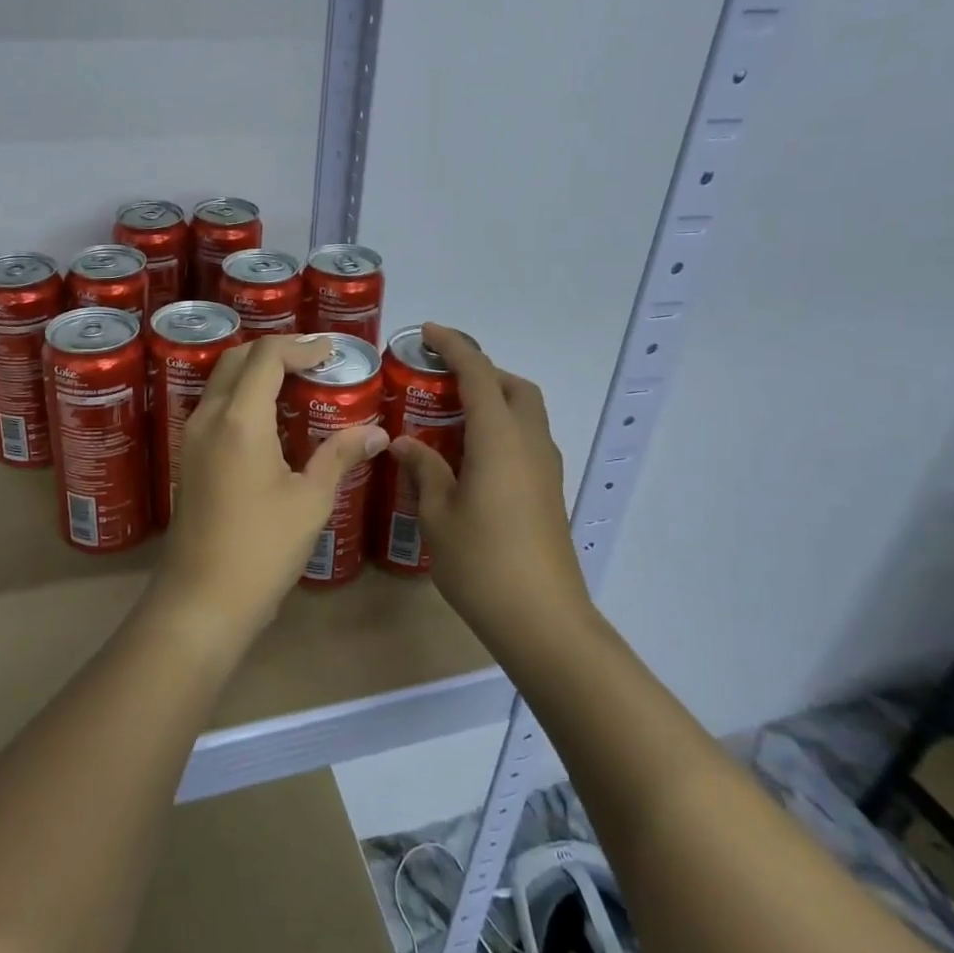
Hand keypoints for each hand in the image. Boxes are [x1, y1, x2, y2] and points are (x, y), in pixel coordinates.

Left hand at [156, 335, 389, 647]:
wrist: (201, 600)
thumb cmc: (261, 549)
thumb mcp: (310, 501)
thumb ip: (340, 456)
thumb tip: (377, 433)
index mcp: (240, 420)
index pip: (266, 356)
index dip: (301, 346)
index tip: (332, 351)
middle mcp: (209, 417)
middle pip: (237, 359)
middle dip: (276, 351)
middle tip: (315, 362)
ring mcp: (192, 437)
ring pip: (222, 381)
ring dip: (256, 371)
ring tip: (297, 383)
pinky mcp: (189, 457)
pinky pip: (215, 406)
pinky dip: (243, 395)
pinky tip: (271, 418)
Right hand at [386, 323, 590, 652]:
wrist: (543, 621)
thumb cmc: (483, 563)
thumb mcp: (438, 514)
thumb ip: (423, 469)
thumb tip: (404, 443)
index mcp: (499, 438)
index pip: (478, 374)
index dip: (454, 346)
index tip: (427, 331)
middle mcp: (530, 443)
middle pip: (514, 386)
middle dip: (482, 370)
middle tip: (441, 379)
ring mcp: (546, 468)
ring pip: (526, 413)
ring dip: (494, 399)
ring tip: (450, 416)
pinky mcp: (549, 492)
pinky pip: (527, 439)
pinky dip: (502, 428)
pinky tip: (471, 457)